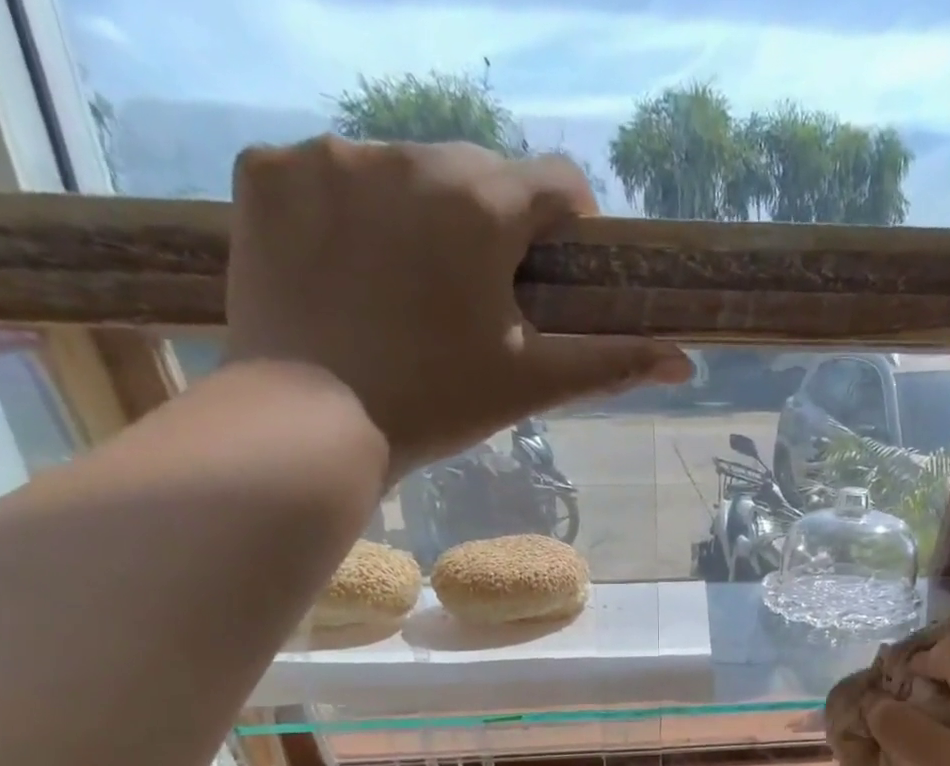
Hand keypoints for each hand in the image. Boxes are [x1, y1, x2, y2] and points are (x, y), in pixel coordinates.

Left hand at [225, 138, 690, 472]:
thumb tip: (685, 361)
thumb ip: (610, 362)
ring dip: (417, 215)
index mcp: (479, 203)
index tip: (557, 271)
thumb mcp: (530, 384)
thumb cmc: (434, 405)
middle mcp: (404, 154)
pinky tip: (344, 272)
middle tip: (479, 295)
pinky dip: (344, 214)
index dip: (569, 226)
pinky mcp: (264, 176)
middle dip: (491, 224)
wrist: (308, 427)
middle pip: (476, 173)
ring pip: (399, 170)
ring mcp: (325, 157)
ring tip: (405, 289)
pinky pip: (324, 177)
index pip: (555, 181)